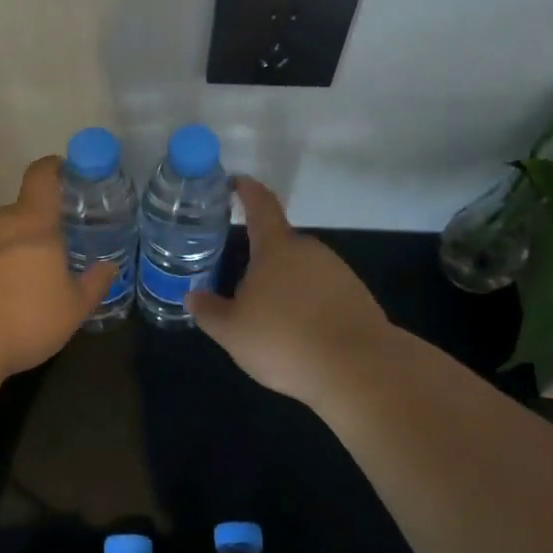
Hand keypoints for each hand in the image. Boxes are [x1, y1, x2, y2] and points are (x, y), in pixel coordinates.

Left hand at [0, 156, 114, 376]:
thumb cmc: (23, 317)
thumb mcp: (72, 309)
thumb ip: (93, 285)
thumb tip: (108, 267)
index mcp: (33, 222)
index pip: (43, 177)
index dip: (54, 169)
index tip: (63, 171)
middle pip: (18, 214)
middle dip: (35, 231)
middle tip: (50, 258)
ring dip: (6, 255)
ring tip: (17, 291)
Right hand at [186, 176, 393, 408]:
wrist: (360, 370)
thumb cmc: (285, 340)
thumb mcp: (233, 332)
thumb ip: (209, 311)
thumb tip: (192, 296)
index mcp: (276, 248)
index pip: (260, 206)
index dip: (247, 190)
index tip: (236, 181)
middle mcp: (309, 250)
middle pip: (279, 245)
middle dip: (259, 261)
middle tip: (239, 286)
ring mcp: (338, 272)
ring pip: (301, 271)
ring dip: (284, 287)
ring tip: (269, 321)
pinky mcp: (357, 297)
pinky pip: (322, 293)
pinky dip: (307, 306)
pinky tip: (299, 336)